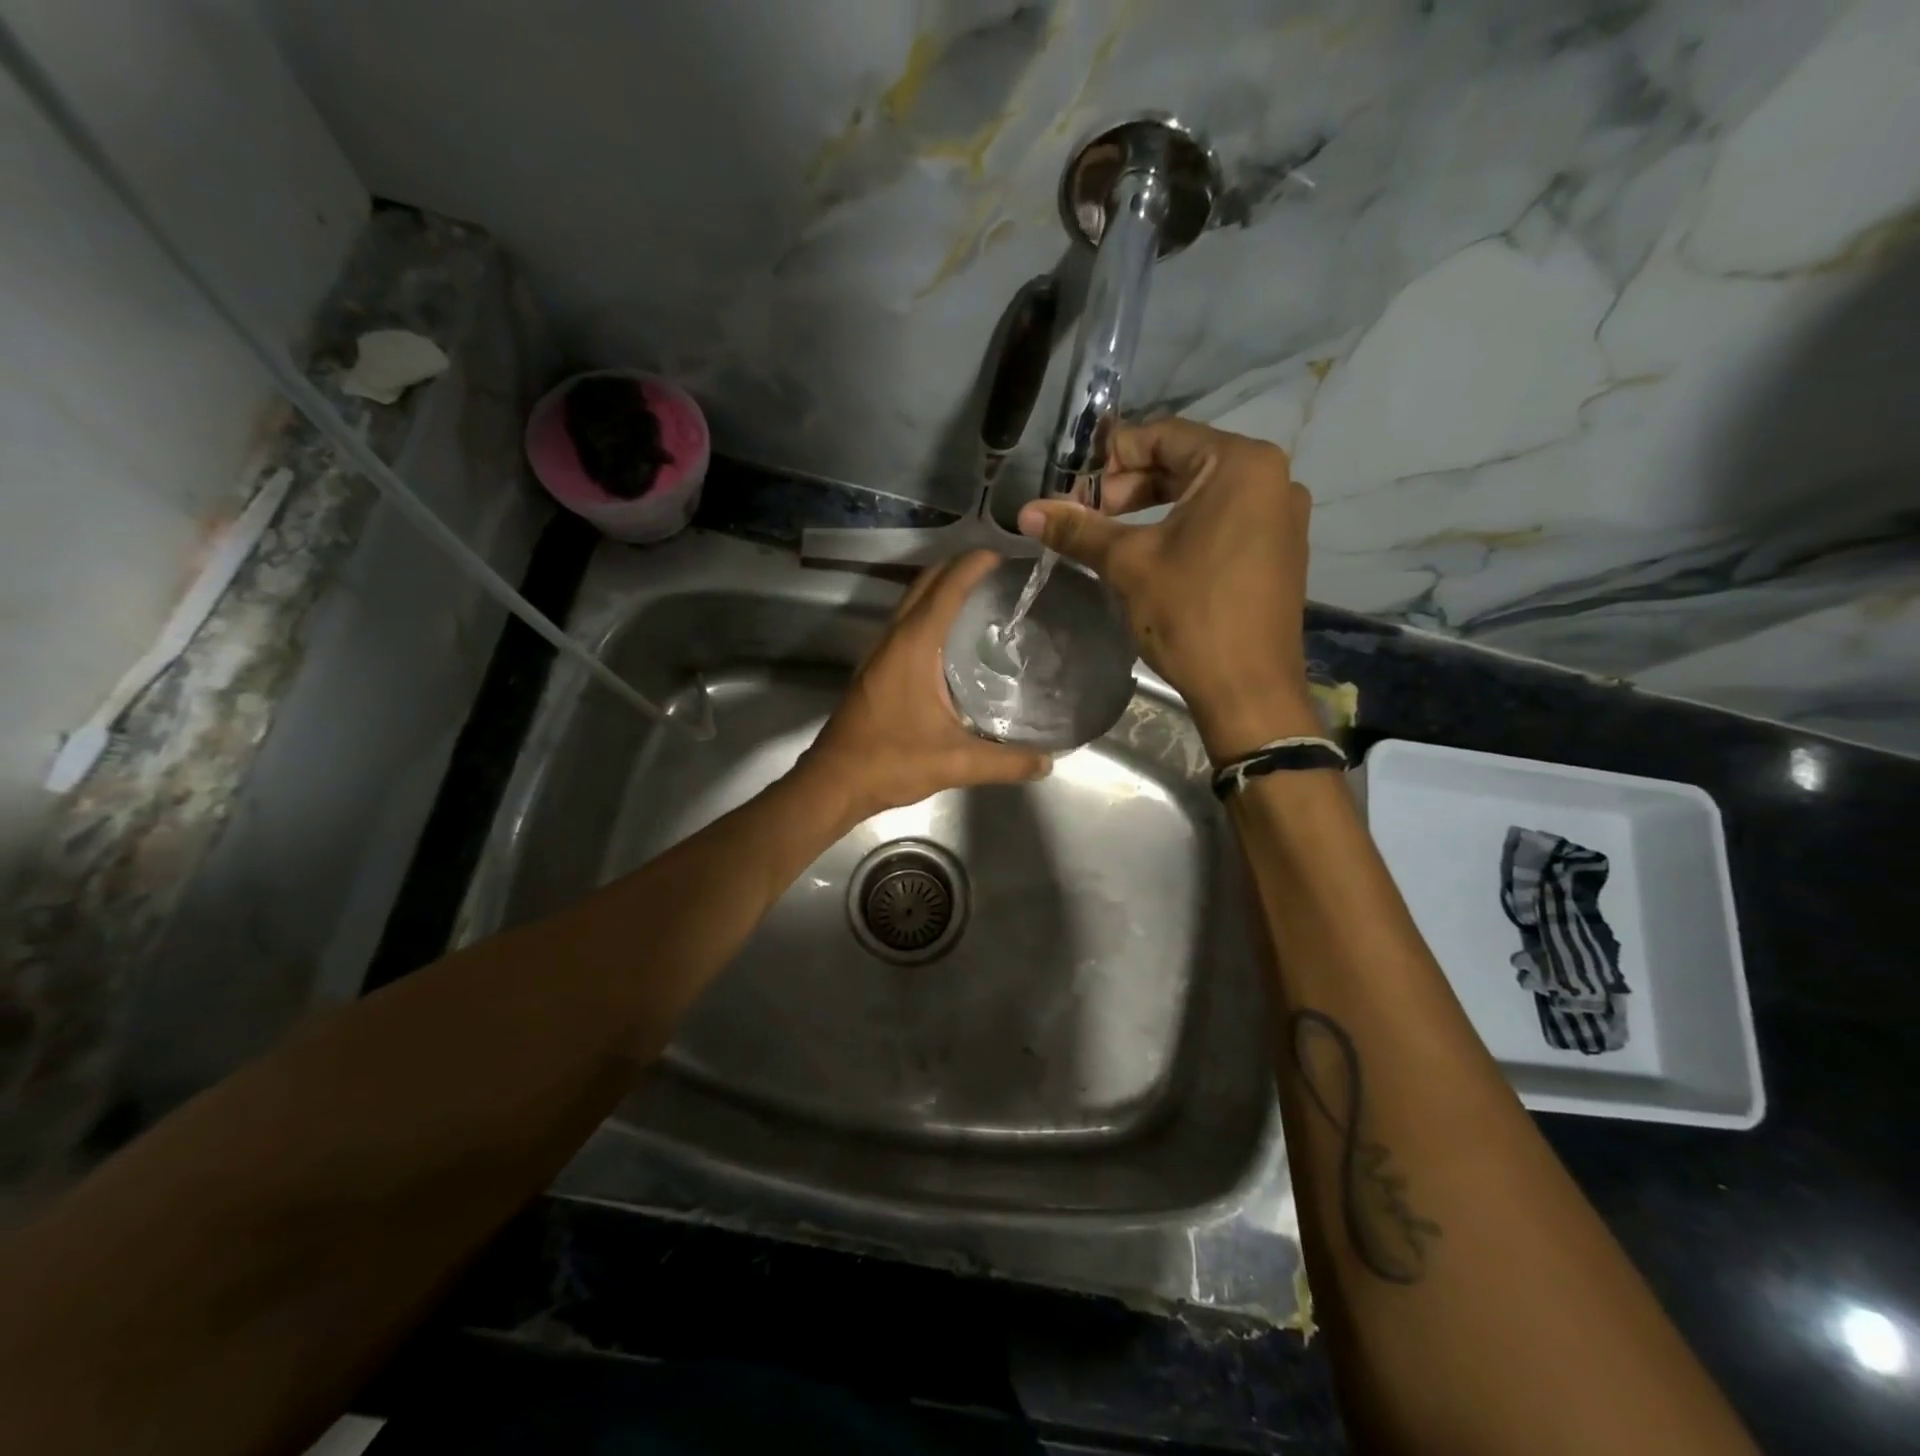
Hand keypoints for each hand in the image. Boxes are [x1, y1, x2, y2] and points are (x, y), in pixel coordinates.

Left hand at [797, 551, 1051, 822]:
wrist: (834, 781)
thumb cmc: (891, 762)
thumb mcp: (956, 763)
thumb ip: (1006, 762)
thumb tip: (1048, 762)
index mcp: (914, 646)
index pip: (947, 588)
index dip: (974, 565)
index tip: (1004, 556)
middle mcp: (893, 638)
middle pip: (925, 584)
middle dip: (958, 567)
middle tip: (998, 572)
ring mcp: (878, 652)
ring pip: (910, 602)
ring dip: (940, 588)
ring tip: (979, 595)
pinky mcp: (873, 668)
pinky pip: (904, 623)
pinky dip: (928, 612)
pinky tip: (950, 638)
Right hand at [1017, 419, 1318, 759]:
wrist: (1248, 690)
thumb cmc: (1190, 615)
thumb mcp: (1128, 564)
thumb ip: (1078, 529)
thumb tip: (1025, 511)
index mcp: (1241, 464)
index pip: (1162, 435)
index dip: (1108, 460)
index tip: (1072, 493)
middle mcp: (1272, 476)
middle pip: (1182, 463)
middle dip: (1126, 489)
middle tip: (1086, 520)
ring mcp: (1280, 515)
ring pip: (1201, 495)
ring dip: (1150, 510)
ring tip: (1110, 540)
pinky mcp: (1278, 549)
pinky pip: (1222, 521)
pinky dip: (1181, 529)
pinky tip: (1152, 557)